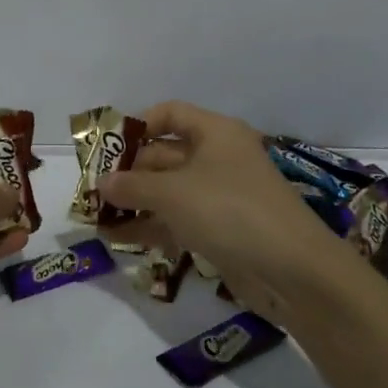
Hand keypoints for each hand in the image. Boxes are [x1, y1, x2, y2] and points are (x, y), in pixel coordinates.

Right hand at [99, 101, 350, 317]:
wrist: (294, 272)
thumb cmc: (230, 211)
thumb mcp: (173, 194)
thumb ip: (133, 187)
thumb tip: (102, 183)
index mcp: (215, 132)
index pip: (170, 114)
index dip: (137, 126)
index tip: (107, 148)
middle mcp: (218, 158)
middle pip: (165, 155)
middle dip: (128, 172)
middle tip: (92, 190)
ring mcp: (220, 196)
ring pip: (169, 191)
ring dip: (135, 203)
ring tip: (96, 218)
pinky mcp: (221, 231)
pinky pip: (178, 221)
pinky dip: (151, 227)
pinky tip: (118, 240)